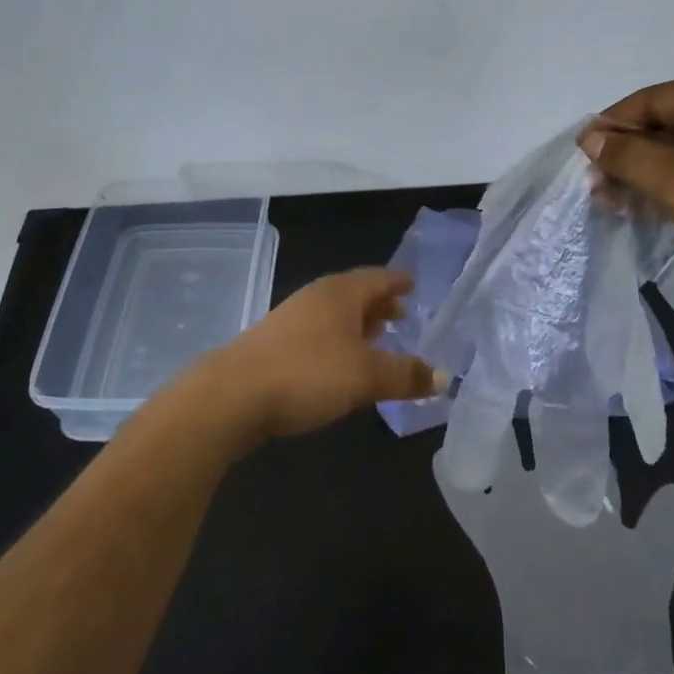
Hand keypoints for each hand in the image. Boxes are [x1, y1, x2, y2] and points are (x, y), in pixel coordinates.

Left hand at [197, 268, 435, 444]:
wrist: (231, 396)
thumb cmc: (308, 373)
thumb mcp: (366, 377)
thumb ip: (406, 375)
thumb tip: (441, 377)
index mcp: (340, 293)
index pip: (377, 278)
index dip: (398, 282)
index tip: (413, 284)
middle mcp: (316, 299)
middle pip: (355, 294)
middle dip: (380, 304)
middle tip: (402, 314)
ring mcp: (291, 320)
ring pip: (335, 315)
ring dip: (359, 325)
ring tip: (378, 340)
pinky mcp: (274, 346)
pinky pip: (318, 334)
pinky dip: (338, 342)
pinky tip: (341, 366)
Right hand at [578, 75, 673, 311]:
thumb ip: (628, 156)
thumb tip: (590, 138)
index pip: (653, 99)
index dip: (613, 125)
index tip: (580, 156)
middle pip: (664, 124)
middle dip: (626, 155)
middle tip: (595, 187)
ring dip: (642, 175)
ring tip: (610, 203)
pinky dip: (667, 187)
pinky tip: (641, 210)